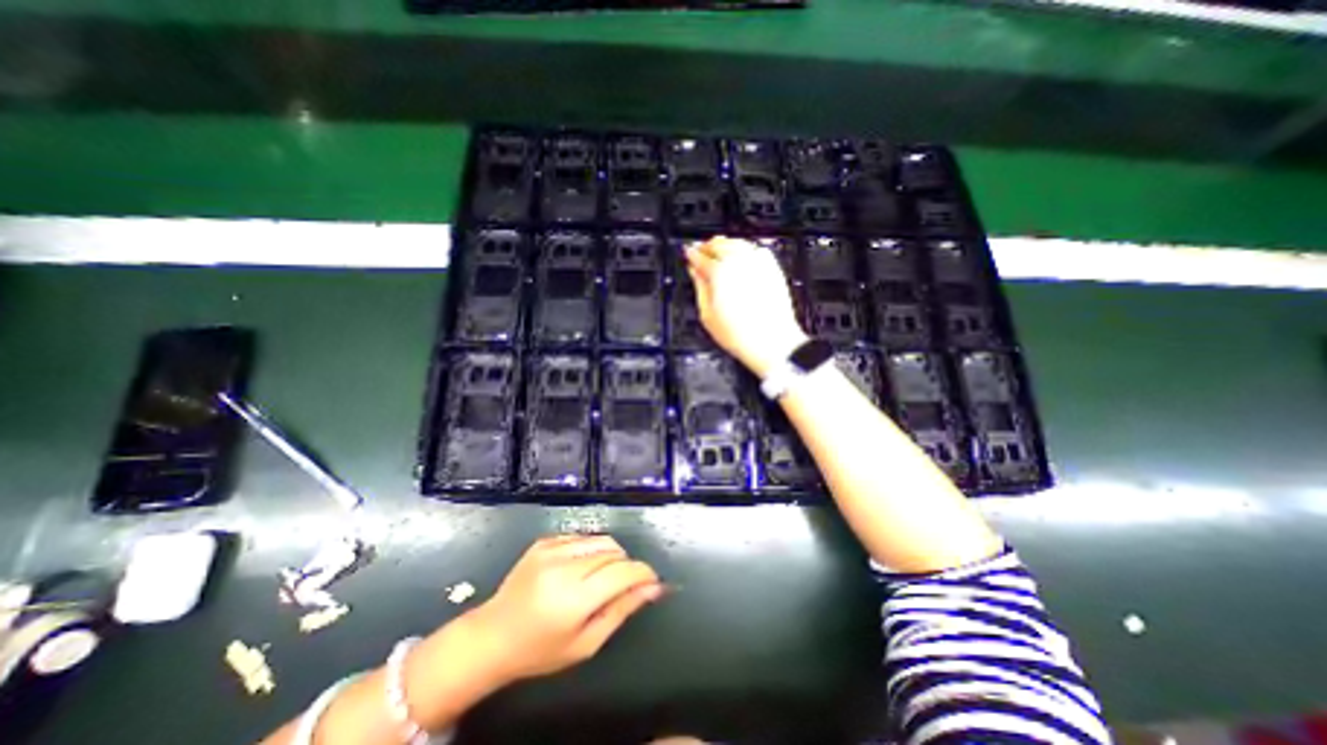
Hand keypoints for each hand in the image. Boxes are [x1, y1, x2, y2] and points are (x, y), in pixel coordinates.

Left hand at [472, 537, 669, 687]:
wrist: (492, 635)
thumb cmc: (540, 650)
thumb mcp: (586, 643)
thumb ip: (622, 610)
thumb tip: (653, 588)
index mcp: (574, 598)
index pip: (623, 571)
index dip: (643, 573)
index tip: (652, 581)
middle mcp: (564, 566)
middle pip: (614, 552)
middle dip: (626, 566)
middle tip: (620, 588)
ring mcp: (552, 549)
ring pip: (601, 540)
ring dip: (610, 556)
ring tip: (598, 578)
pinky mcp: (544, 540)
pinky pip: (582, 537)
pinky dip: (590, 550)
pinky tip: (578, 569)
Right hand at [685, 238, 809, 378]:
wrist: (772, 342)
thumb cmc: (741, 335)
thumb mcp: (707, 314)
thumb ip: (699, 287)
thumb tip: (694, 271)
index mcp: (719, 272)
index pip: (700, 256)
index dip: (691, 254)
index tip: (688, 254)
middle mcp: (739, 262)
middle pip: (718, 244)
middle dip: (707, 246)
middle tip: (701, 252)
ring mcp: (757, 263)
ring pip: (737, 243)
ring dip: (725, 244)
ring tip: (718, 252)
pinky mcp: (772, 267)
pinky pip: (755, 249)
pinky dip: (744, 249)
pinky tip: (740, 257)